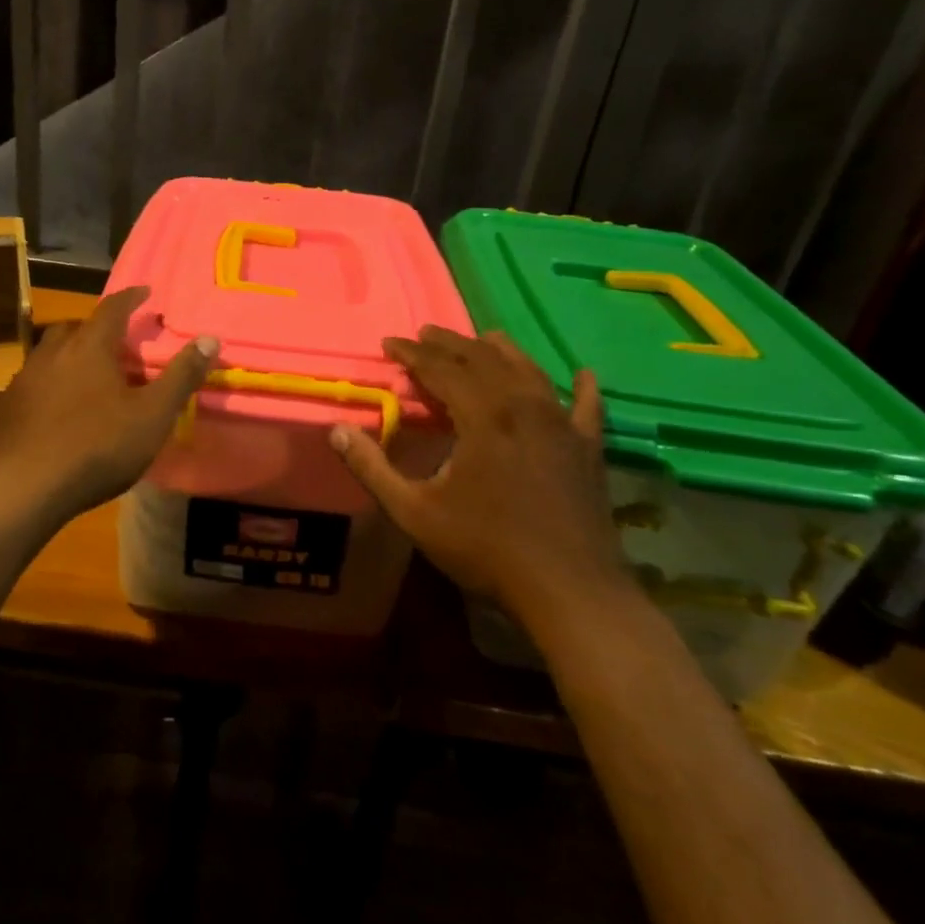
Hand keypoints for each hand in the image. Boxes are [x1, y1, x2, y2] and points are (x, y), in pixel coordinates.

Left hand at [0, 286, 215, 520]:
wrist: (25, 486)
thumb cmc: (98, 446)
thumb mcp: (152, 415)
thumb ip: (181, 376)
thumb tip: (210, 339)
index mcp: (90, 346)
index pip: (113, 308)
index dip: (131, 297)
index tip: (145, 292)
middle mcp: (53, 352)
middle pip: (77, 328)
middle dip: (99, 329)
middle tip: (118, 344)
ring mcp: (26, 378)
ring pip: (52, 354)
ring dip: (72, 356)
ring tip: (91, 376)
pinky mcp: (9, 406)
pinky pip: (36, 382)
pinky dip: (53, 383)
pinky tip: (61, 409)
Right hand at [329, 327, 627, 624]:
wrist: (570, 590)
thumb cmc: (486, 549)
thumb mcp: (414, 512)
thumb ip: (372, 468)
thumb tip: (335, 430)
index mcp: (482, 417)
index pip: (441, 369)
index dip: (412, 353)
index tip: (389, 343)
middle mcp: (524, 407)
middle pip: (484, 360)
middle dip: (451, 343)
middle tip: (426, 333)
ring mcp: (562, 426)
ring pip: (530, 372)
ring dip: (502, 351)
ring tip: (484, 337)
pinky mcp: (588, 450)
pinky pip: (587, 408)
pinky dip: (582, 388)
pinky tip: (583, 374)